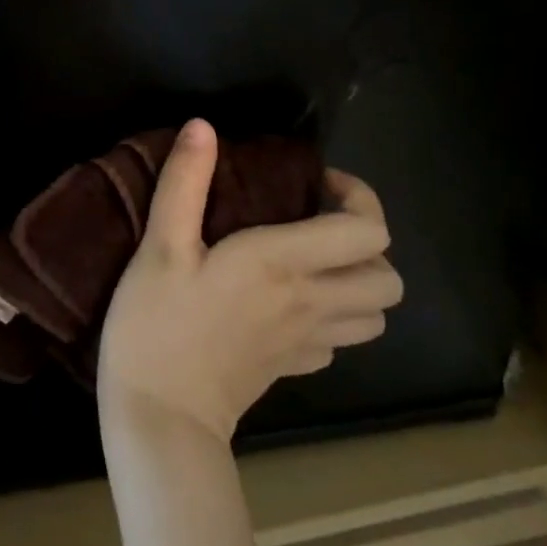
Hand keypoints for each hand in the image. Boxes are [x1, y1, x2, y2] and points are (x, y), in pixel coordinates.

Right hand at [97, 119, 402, 444]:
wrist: (160, 419)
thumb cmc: (158, 324)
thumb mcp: (161, 245)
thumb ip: (184, 181)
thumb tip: (203, 126)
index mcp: (284, 264)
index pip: (368, 231)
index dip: (357, 197)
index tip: (314, 182)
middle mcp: (310, 302)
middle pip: (388, 278)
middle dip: (365, 241)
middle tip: (316, 220)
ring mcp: (306, 343)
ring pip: (374, 315)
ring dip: (356, 282)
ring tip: (311, 260)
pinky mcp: (291, 369)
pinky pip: (338, 341)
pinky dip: (332, 318)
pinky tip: (290, 304)